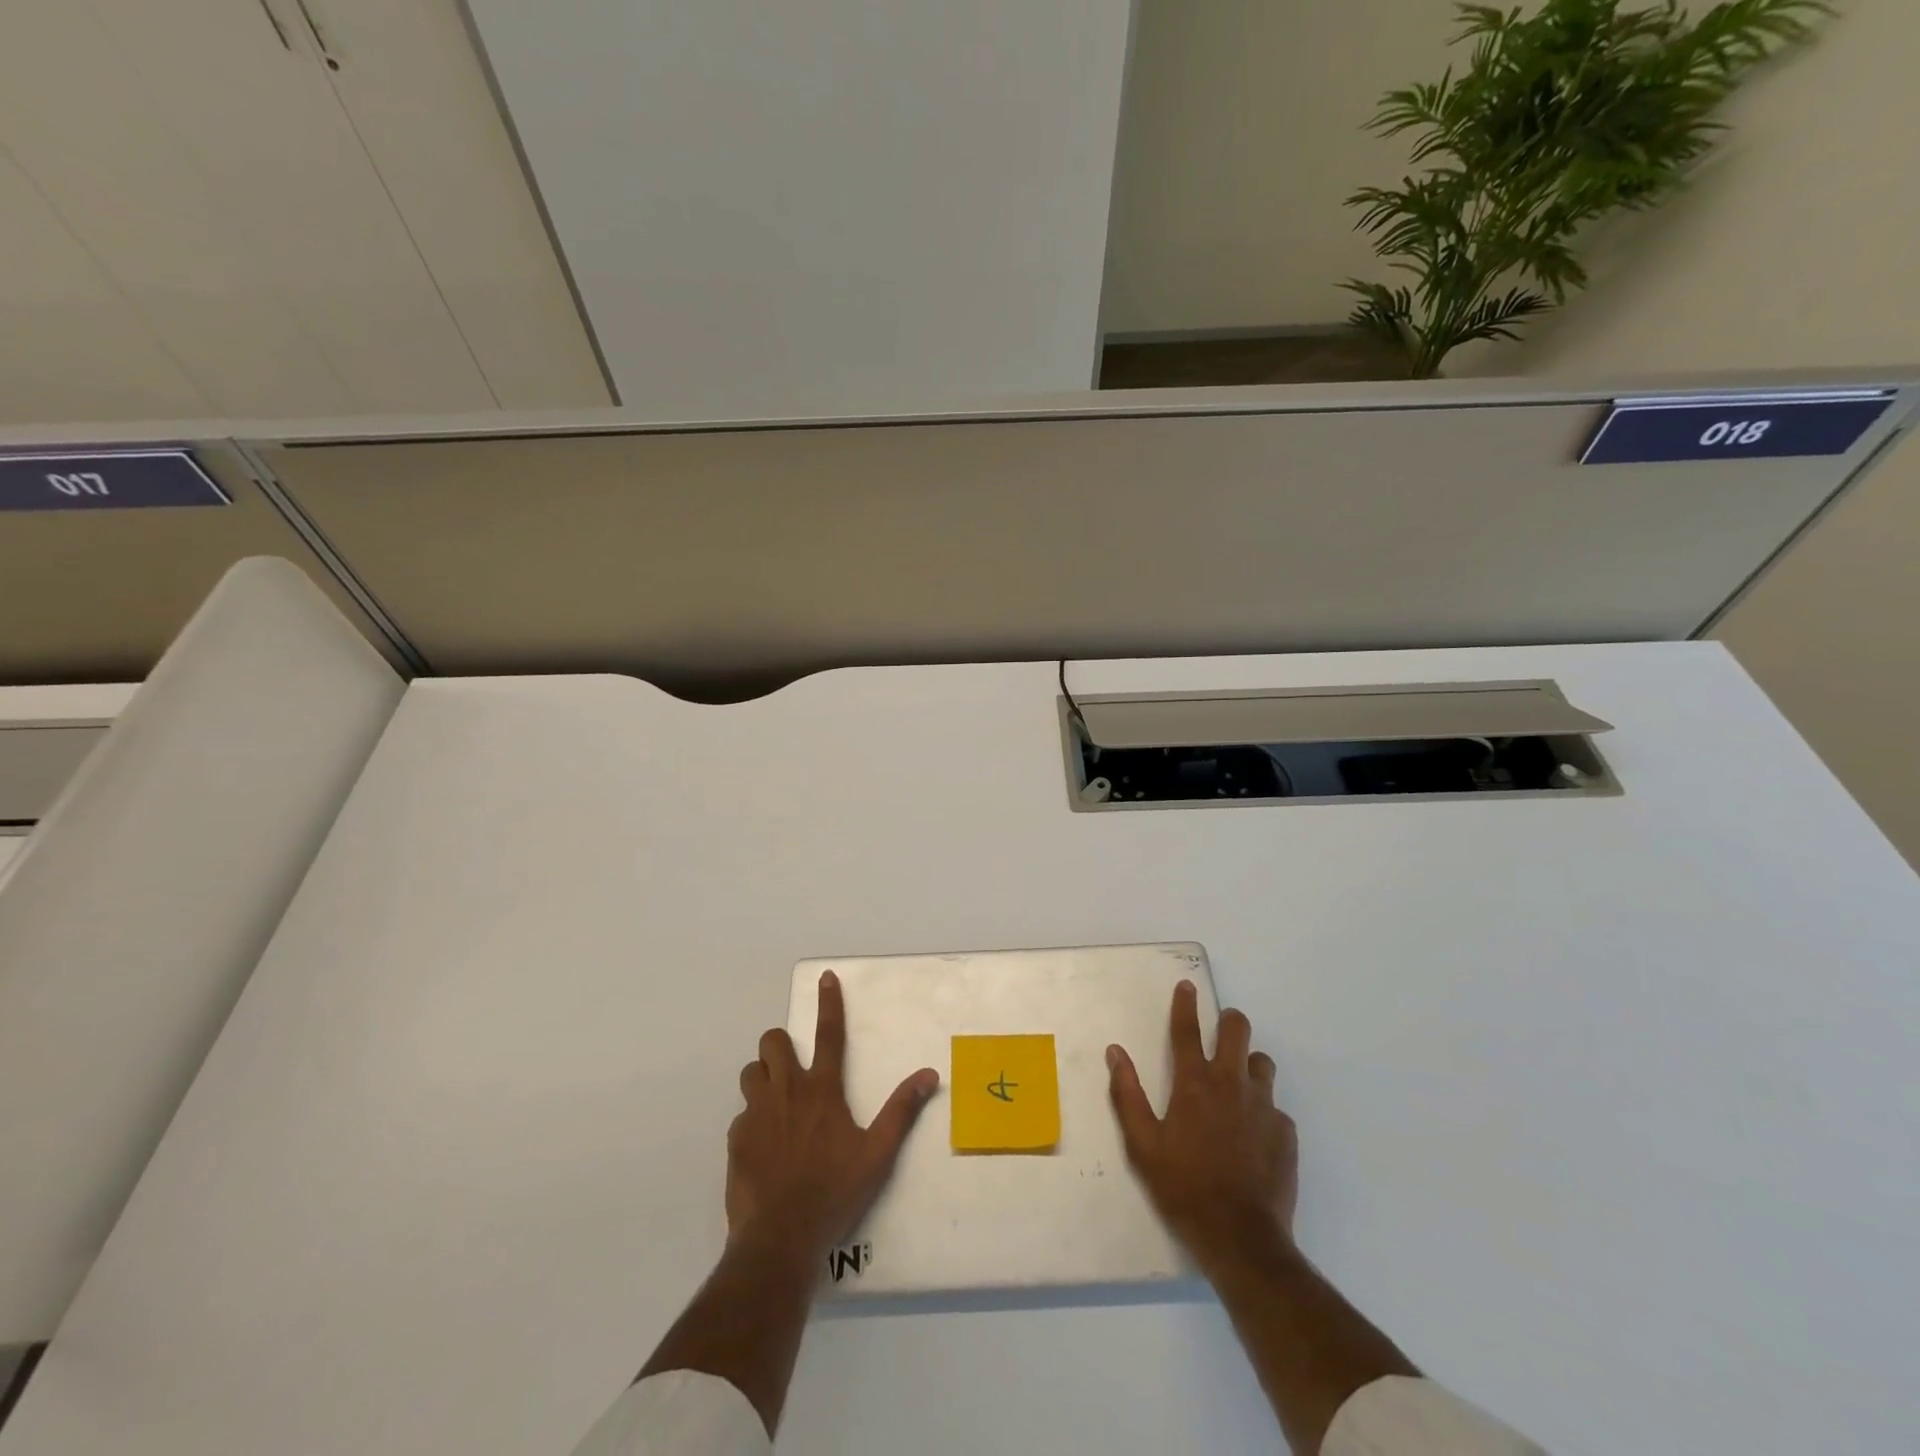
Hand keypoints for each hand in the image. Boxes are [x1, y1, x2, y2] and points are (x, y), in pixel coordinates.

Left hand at [728, 970, 939, 1267]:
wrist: (780, 1237)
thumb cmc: (834, 1192)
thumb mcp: (877, 1154)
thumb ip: (901, 1111)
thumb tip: (928, 1074)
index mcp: (822, 1090)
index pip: (829, 1034)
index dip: (829, 1002)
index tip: (825, 977)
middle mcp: (787, 1090)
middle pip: (773, 1042)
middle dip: (781, 1046)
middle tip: (793, 1069)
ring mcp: (756, 1113)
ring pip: (751, 1072)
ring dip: (763, 1078)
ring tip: (776, 1104)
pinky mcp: (736, 1138)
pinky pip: (741, 1114)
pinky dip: (752, 1120)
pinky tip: (764, 1147)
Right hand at [1107, 981, 1297, 1268]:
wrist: (1240, 1238)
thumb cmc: (1183, 1187)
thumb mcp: (1142, 1145)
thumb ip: (1127, 1094)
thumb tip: (1115, 1052)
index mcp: (1194, 1084)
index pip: (1187, 1031)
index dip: (1185, 1004)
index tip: (1187, 986)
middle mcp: (1232, 1084)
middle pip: (1237, 1030)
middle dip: (1228, 1020)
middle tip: (1220, 1027)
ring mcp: (1264, 1107)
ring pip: (1262, 1063)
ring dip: (1249, 1063)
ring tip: (1237, 1082)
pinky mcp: (1286, 1132)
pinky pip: (1275, 1106)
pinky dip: (1263, 1108)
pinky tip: (1254, 1132)